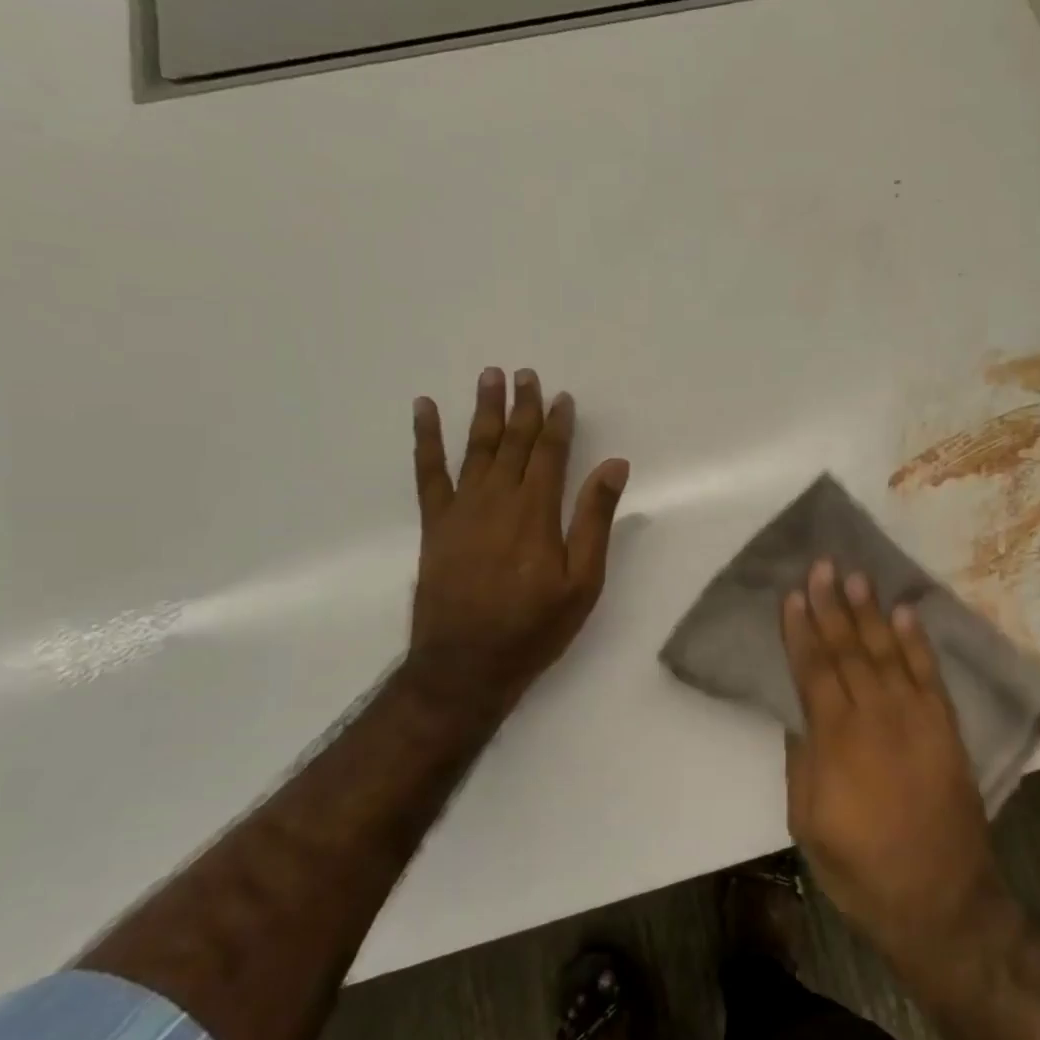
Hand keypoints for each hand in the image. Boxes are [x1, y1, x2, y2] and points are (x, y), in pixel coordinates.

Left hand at [407, 367, 628, 714]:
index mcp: (537, 512)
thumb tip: (615, 466)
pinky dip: (426, 438)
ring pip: (476, 448)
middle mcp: (498, 499)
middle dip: (522, 407)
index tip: (562, 396)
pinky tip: (424, 410)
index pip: (550, 454)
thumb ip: (595, 519)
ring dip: (483, 410)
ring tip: (489, 377)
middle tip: (525, 374)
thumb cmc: (535, 627)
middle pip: (513, 442)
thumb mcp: (583, 581)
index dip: (558, 423)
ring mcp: (461, 509)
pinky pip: (428, 472)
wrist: (466, 665)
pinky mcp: (435, 524)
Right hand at [781, 560, 1011, 970]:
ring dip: (871, 613)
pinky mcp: (946, 728)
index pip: (814, 670)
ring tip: (858, 577)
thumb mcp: (808, 824)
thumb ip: (802, 762)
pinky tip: (905, 614)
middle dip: (833, 606)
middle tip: (823, 566)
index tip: (793, 595)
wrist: (941, 900)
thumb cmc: (861, 869)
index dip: (801, 631)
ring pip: (887, 652)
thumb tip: (800, 713)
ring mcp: (916, 719)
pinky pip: (929, 674)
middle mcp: (876, 717)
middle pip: (849, 650)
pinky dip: (917, 642)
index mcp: (836, 741)